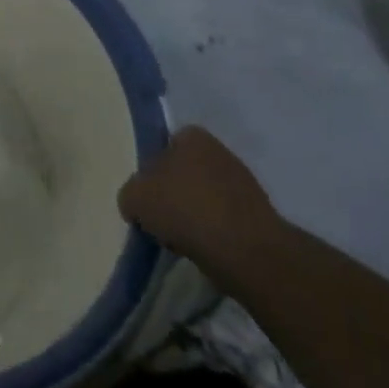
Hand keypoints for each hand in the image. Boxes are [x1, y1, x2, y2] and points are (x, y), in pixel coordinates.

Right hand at [118, 128, 279, 275]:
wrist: (246, 251)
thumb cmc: (185, 209)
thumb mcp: (135, 197)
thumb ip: (130, 193)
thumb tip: (137, 202)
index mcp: (192, 136)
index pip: (165, 146)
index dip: (153, 171)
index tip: (147, 197)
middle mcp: (220, 150)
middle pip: (185, 172)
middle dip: (174, 193)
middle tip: (161, 219)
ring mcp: (243, 183)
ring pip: (205, 197)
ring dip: (194, 214)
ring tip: (182, 240)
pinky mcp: (258, 216)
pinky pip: (224, 221)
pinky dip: (213, 233)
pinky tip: (204, 250)